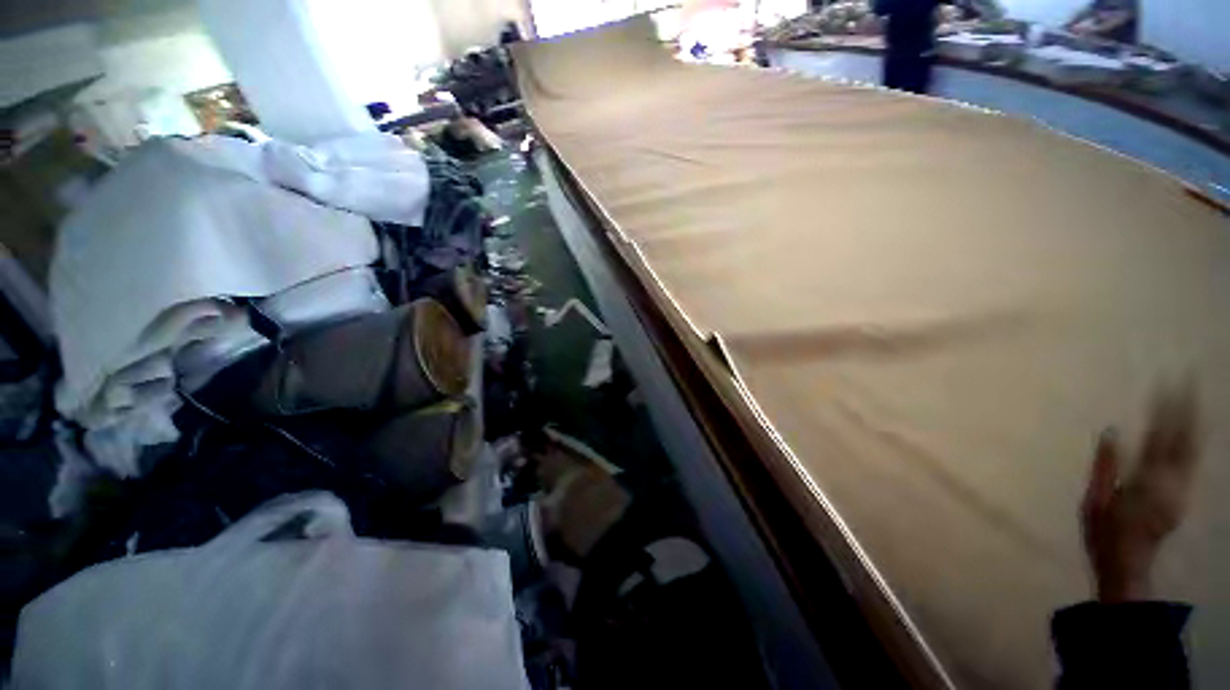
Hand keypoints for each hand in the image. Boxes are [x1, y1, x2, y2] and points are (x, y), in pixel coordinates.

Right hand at [1082, 386, 1199, 602]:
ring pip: (1192, 450)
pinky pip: (1192, 463)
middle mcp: (1170, 481)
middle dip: (1186, 410)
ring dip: (1194, 423)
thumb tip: (1112, 431)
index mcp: (1146, 479)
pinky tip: (1195, 432)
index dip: (1163, 410)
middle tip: (1188, 381)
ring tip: (1195, 400)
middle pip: (1182, 439)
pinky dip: (1194, 442)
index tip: (1165, 384)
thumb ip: (1105, 465)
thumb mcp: (1095, 499)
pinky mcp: (1182, 496)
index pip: (1157, 436)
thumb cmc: (1103, 531)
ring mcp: (1180, 490)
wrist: (1128, 565)